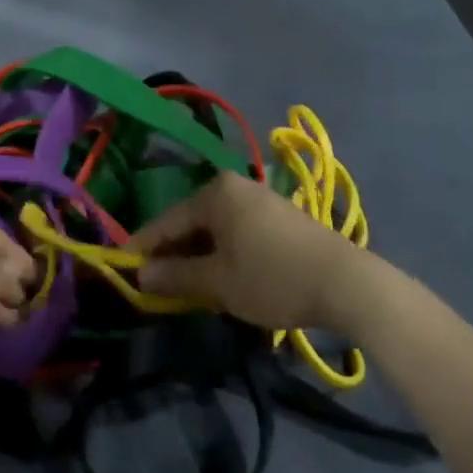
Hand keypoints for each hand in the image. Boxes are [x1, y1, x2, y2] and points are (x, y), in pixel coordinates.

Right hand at [128, 172, 365, 331]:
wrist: (348, 284)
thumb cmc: (273, 278)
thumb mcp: (219, 283)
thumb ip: (176, 277)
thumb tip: (140, 275)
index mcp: (215, 193)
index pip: (167, 220)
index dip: (144, 247)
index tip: (125, 270)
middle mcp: (235, 186)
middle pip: (191, 222)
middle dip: (173, 253)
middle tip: (156, 284)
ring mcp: (260, 199)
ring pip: (214, 228)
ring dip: (198, 255)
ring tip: (186, 285)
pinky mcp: (279, 217)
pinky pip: (236, 231)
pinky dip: (223, 252)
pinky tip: (221, 276)